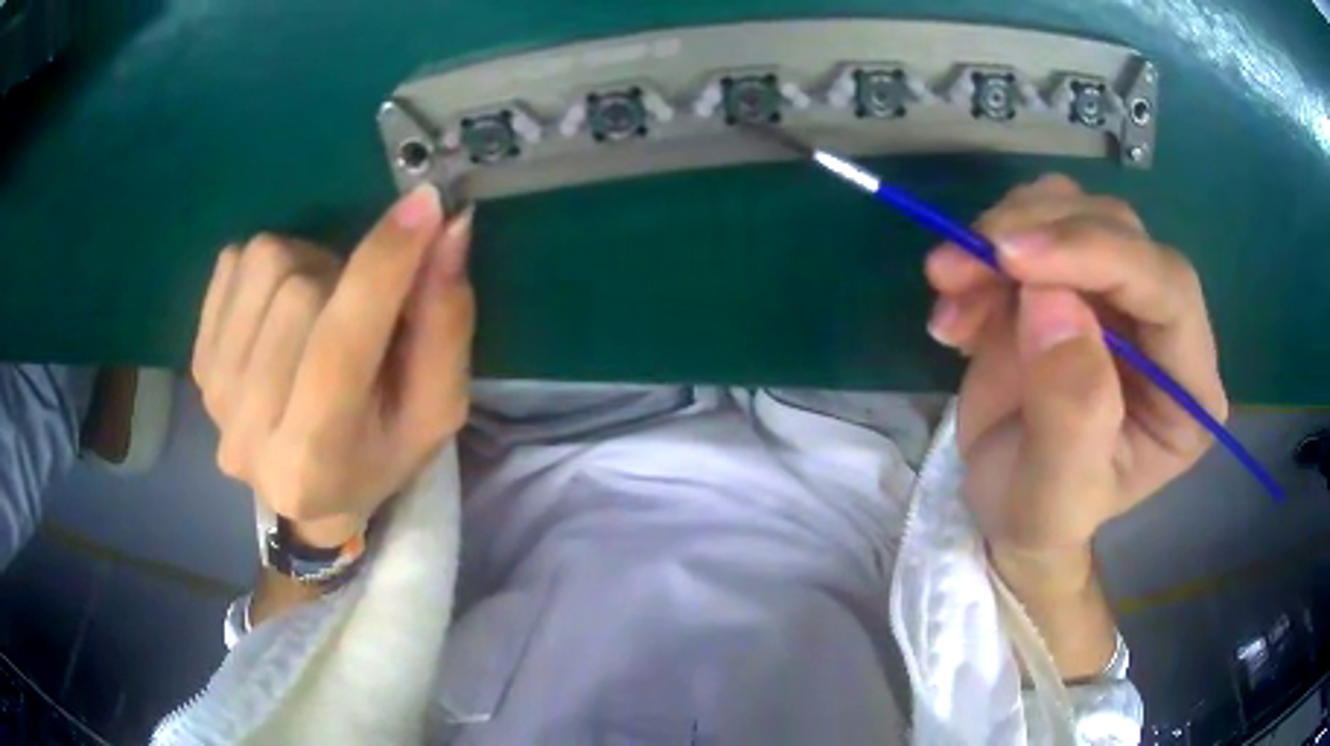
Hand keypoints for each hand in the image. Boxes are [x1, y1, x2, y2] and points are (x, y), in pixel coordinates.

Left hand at [192, 184, 474, 547]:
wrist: (310, 497)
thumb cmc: (381, 453)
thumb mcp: (435, 408)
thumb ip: (445, 324)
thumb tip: (448, 228)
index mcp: (314, 461)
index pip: (341, 347)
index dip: (384, 266)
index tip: (426, 204)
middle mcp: (248, 434)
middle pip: (299, 292)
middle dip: (345, 279)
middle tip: (360, 309)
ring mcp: (213, 396)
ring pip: (264, 265)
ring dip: (308, 267)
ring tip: (320, 311)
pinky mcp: (198, 362)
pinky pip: (235, 262)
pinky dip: (270, 267)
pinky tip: (282, 310)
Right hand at [923, 175, 1226, 564]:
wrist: (1006, 504)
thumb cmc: (1041, 515)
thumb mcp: (1054, 495)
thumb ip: (1070, 414)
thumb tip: (1052, 303)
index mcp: (1188, 389)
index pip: (1168, 288)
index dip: (1099, 255)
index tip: (1015, 260)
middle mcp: (1164, 326)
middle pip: (1118, 230)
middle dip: (1038, 234)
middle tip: (958, 267)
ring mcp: (1118, 292)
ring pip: (1072, 208)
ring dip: (1001, 234)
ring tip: (948, 287)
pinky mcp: (1070, 276)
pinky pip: (1030, 225)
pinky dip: (982, 250)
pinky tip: (955, 307)